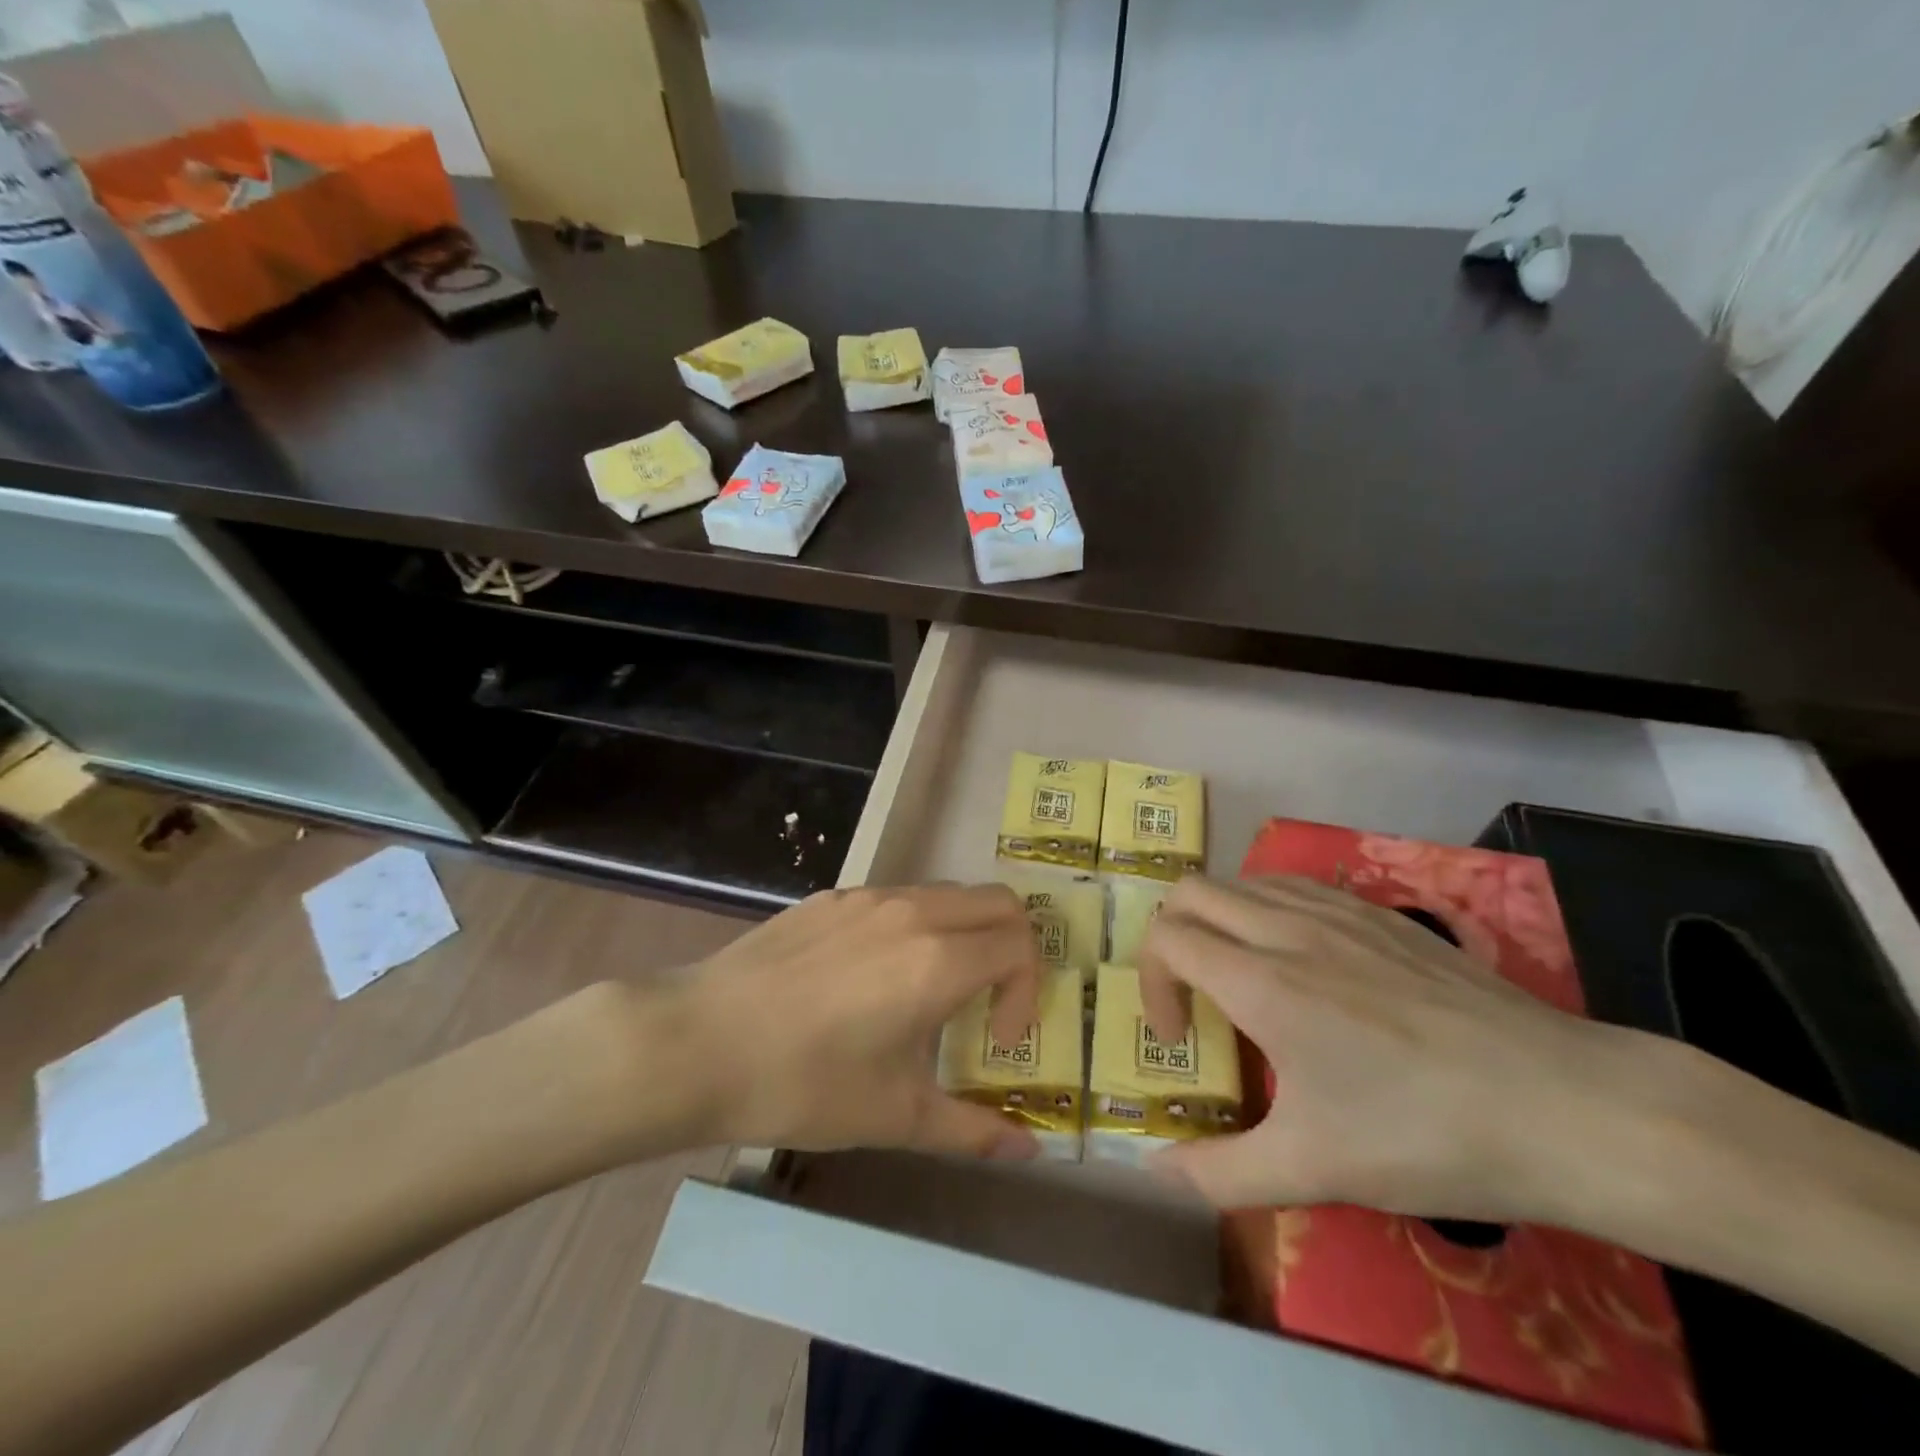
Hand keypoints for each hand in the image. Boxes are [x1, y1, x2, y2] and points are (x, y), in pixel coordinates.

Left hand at [661, 885, 1043, 1159]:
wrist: (696, 1042)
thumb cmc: (802, 1084)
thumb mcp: (893, 1116)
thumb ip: (972, 1130)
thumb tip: (1031, 1152)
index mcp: (937, 960)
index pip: (1019, 945)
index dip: (1026, 992)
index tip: (996, 1039)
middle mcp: (912, 912)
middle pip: (997, 902)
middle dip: (1012, 947)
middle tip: (986, 1002)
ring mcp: (868, 897)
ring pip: (947, 894)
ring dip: (963, 934)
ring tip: (929, 992)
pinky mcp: (831, 897)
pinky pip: (898, 898)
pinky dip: (916, 927)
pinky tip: (871, 979)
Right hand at [1138, 875, 1648, 1219]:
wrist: (1565, 1106)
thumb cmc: (1427, 1135)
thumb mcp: (1314, 1169)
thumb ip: (1219, 1173)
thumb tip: (1156, 1173)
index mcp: (1262, 981)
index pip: (1167, 938)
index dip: (1152, 984)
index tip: (1183, 1040)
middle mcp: (1288, 928)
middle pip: (1190, 891)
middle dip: (1170, 936)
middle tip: (1195, 995)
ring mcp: (1338, 911)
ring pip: (1242, 881)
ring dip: (1220, 920)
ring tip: (1244, 978)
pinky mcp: (1381, 912)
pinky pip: (1294, 886)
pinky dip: (1268, 910)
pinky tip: (1303, 962)